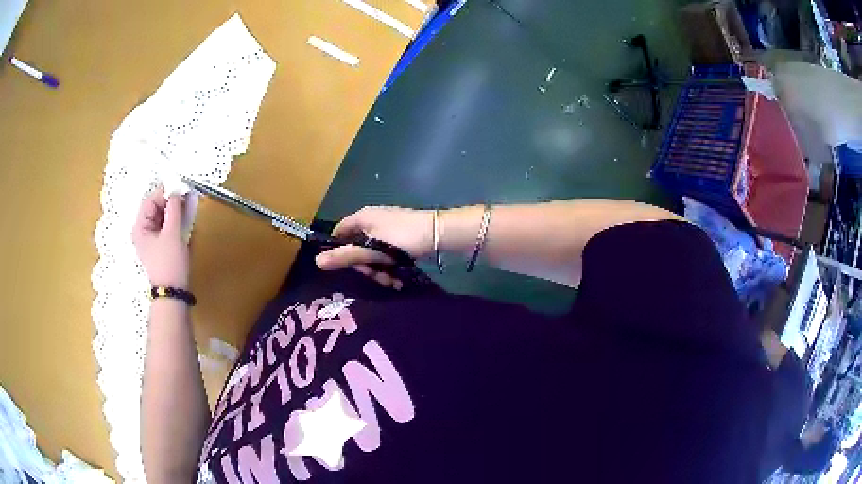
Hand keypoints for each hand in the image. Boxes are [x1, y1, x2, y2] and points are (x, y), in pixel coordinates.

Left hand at [133, 187, 190, 288]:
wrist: (173, 292)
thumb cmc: (169, 262)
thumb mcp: (173, 233)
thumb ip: (174, 208)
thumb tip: (177, 191)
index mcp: (140, 227)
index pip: (150, 200)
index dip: (165, 193)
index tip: (181, 189)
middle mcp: (143, 231)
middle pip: (155, 208)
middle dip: (171, 201)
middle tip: (186, 197)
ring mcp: (151, 240)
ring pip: (162, 217)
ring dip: (175, 210)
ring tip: (188, 206)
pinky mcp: (160, 246)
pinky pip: (166, 227)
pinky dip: (175, 221)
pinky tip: (185, 218)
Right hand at [316, 206, 432, 288]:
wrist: (440, 233)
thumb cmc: (404, 238)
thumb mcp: (373, 250)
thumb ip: (347, 256)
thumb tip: (317, 262)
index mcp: (362, 217)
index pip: (339, 232)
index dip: (339, 250)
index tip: (346, 266)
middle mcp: (372, 221)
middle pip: (357, 247)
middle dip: (366, 266)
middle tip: (377, 276)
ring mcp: (387, 230)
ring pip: (373, 254)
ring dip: (380, 271)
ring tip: (392, 282)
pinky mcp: (399, 239)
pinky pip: (386, 254)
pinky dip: (390, 267)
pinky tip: (398, 279)